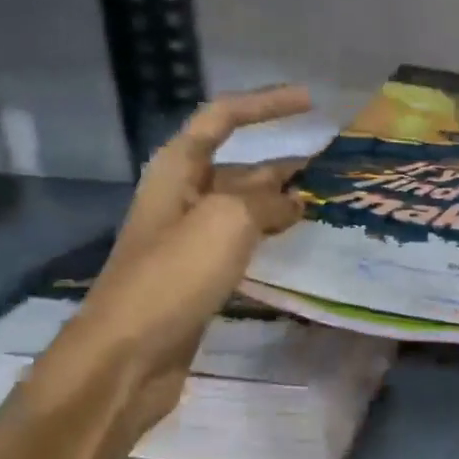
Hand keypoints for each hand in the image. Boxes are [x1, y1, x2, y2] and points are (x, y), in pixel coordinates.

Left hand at [51, 85, 311, 436]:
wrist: (127, 356)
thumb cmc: (172, 276)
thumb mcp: (226, 221)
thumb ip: (265, 202)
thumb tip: (293, 203)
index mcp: (177, 170)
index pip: (222, 118)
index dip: (265, 105)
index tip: (310, 102)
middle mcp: (182, 197)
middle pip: (237, 167)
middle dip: (282, 165)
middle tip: (331, 170)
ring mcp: (188, 240)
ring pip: (242, 209)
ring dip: (279, 204)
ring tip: (323, 206)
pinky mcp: (197, 277)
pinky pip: (240, 244)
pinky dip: (268, 239)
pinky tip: (295, 246)